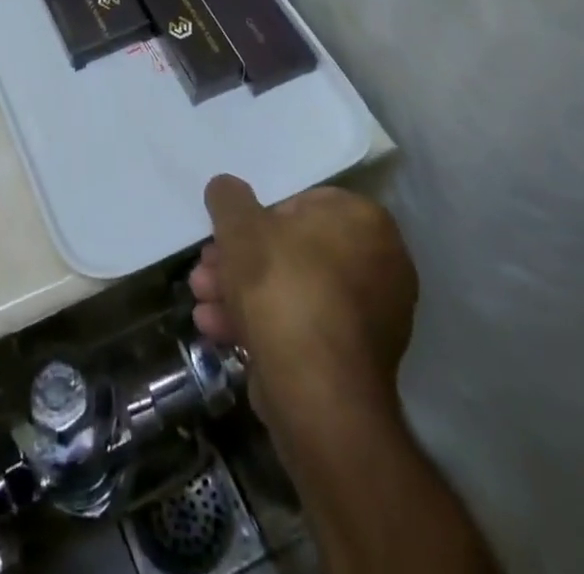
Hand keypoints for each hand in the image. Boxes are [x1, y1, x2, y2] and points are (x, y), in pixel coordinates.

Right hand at [190, 177, 416, 423]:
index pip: (302, 202)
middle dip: (240, 261)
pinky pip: (304, 327)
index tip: (227, 234)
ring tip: (202, 303)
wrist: (317, 395)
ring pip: (293, 290)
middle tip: (205, 272)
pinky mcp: (356, 362)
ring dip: (242, 293)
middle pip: (293, 250)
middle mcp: (381, 265)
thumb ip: (228, 198)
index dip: (256, 217)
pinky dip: (264, 325)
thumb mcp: (239, 226)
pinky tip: (220, 331)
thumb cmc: (282, 287)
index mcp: (365, 222)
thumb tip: (226, 188)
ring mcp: (373, 317)